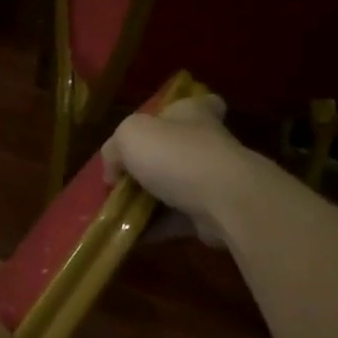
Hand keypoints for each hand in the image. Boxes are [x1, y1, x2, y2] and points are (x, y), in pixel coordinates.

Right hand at [101, 95, 251, 247]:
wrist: (223, 200)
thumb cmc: (175, 154)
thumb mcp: (129, 137)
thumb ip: (114, 150)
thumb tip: (114, 172)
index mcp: (191, 113)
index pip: (194, 103)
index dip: (176, 113)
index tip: (158, 129)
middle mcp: (206, 142)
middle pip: (176, 149)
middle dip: (150, 165)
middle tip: (120, 180)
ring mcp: (213, 179)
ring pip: (175, 187)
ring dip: (149, 200)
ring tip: (118, 211)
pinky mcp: (214, 212)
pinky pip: (177, 219)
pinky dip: (156, 226)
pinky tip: (130, 235)